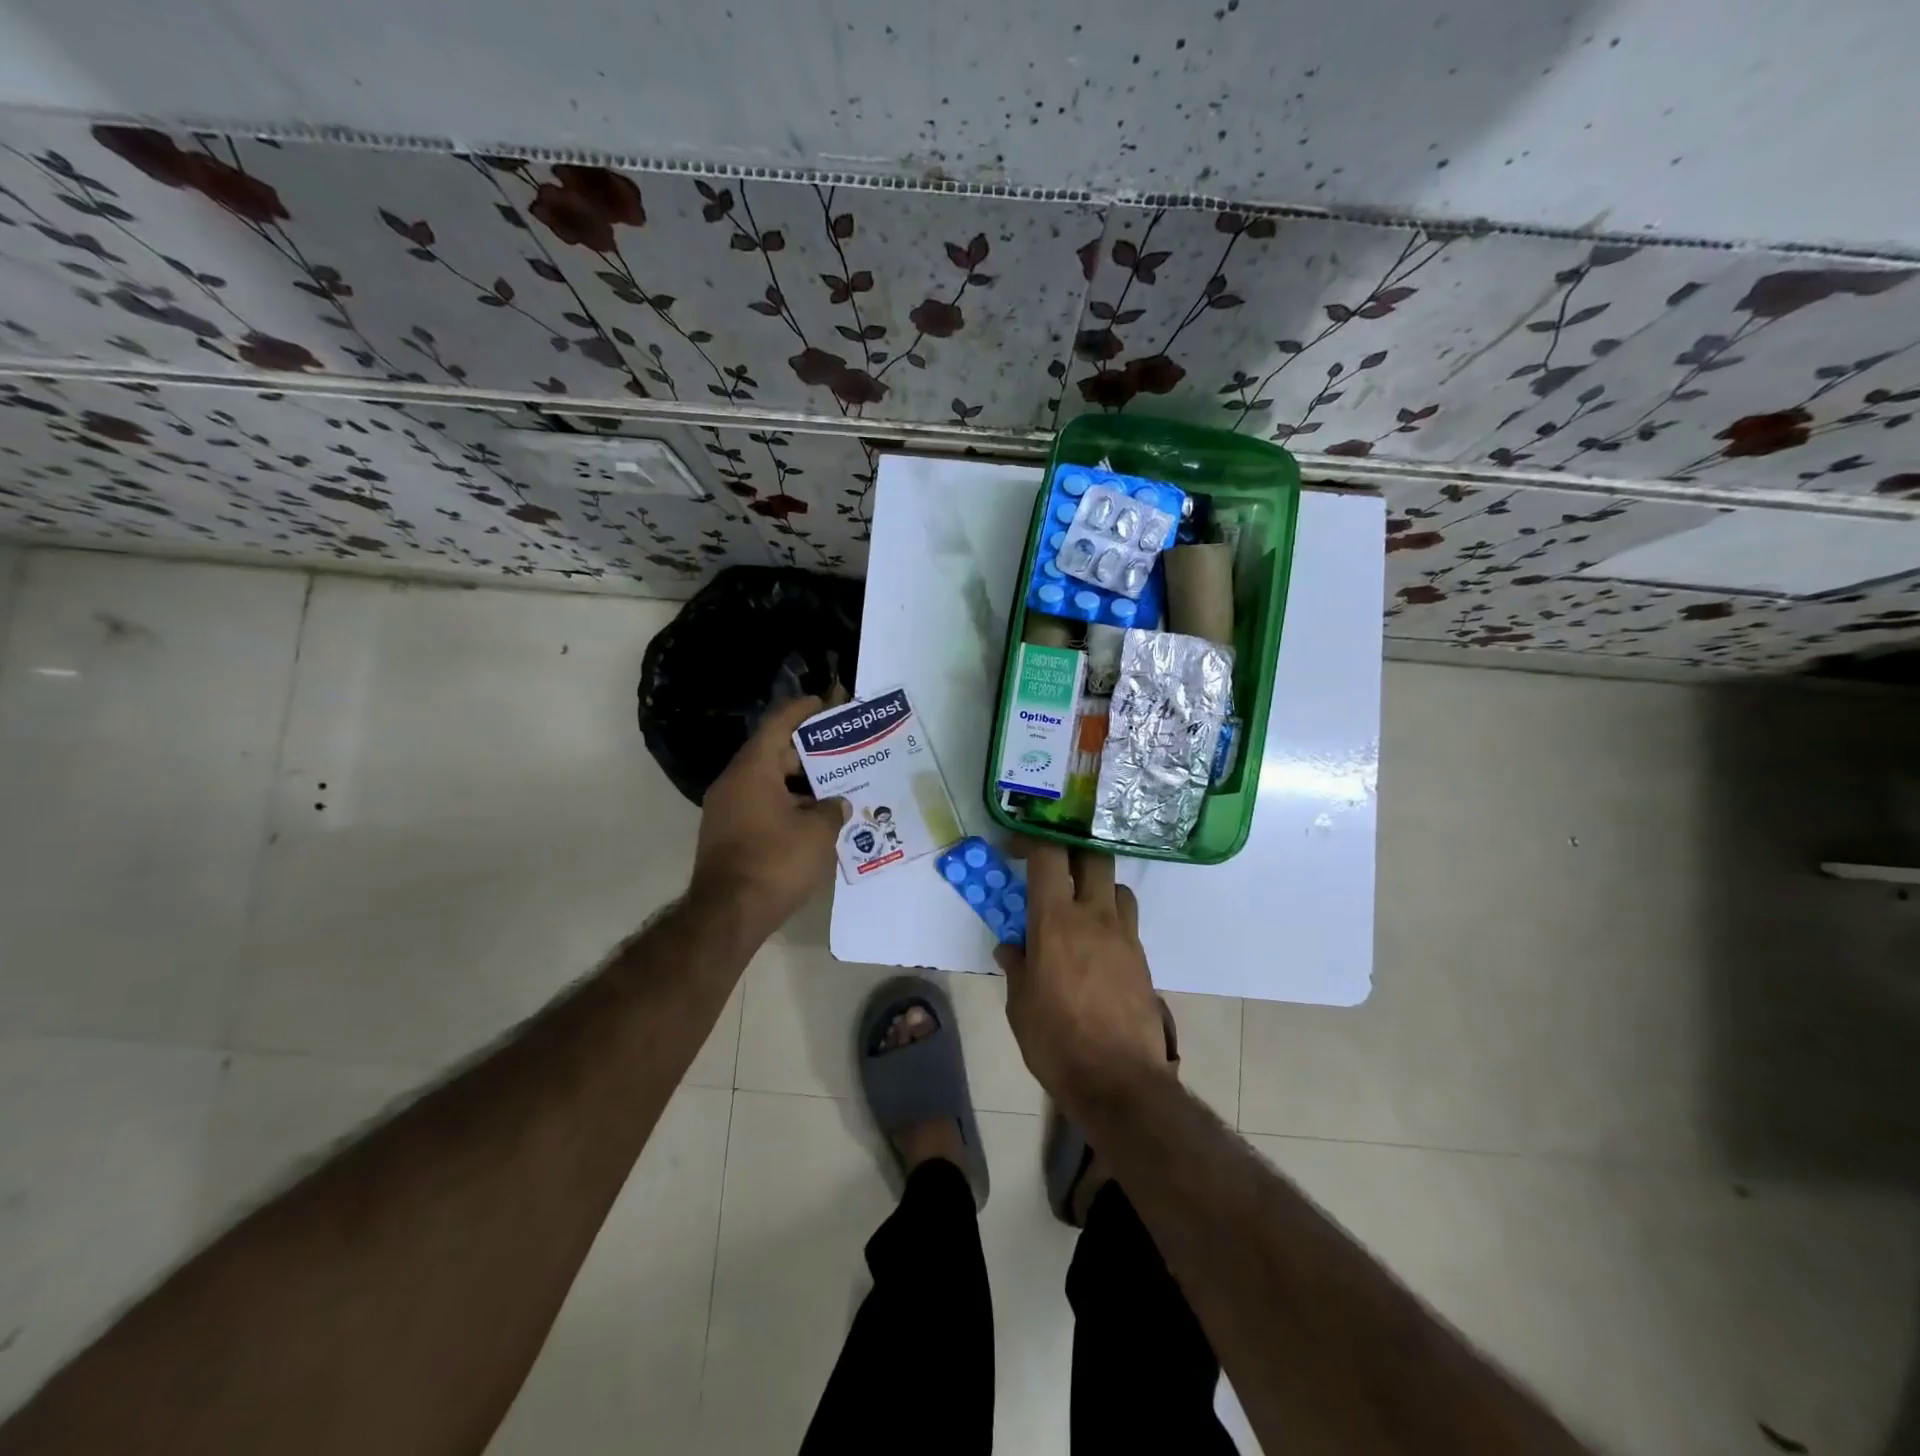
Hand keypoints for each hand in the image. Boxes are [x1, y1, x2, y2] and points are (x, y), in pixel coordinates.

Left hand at [690, 695, 848, 935]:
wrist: (728, 915)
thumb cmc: (775, 862)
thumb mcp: (818, 833)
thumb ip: (833, 810)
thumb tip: (837, 804)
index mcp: (753, 770)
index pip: (778, 725)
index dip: (802, 711)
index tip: (824, 703)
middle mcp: (734, 783)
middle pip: (773, 754)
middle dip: (808, 752)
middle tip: (841, 752)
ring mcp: (726, 810)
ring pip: (768, 782)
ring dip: (799, 783)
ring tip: (834, 786)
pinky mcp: (727, 834)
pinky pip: (761, 805)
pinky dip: (786, 804)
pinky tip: (814, 817)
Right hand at [994, 844, 1170, 1117]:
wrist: (1119, 1081)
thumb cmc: (1057, 1042)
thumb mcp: (1020, 1005)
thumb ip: (1017, 967)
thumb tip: (1011, 947)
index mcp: (1056, 921)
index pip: (1049, 856)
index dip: (1031, 841)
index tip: (1016, 850)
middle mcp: (1094, 916)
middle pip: (1093, 856)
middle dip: (1072, 851)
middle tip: (1053, 869)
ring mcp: (1124, 935)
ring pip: (1116, 886)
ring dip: (1096, 886)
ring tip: (1078, 909)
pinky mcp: (1142, 957)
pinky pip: (1126, 920)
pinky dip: (1109, 919)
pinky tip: (1095, 947)